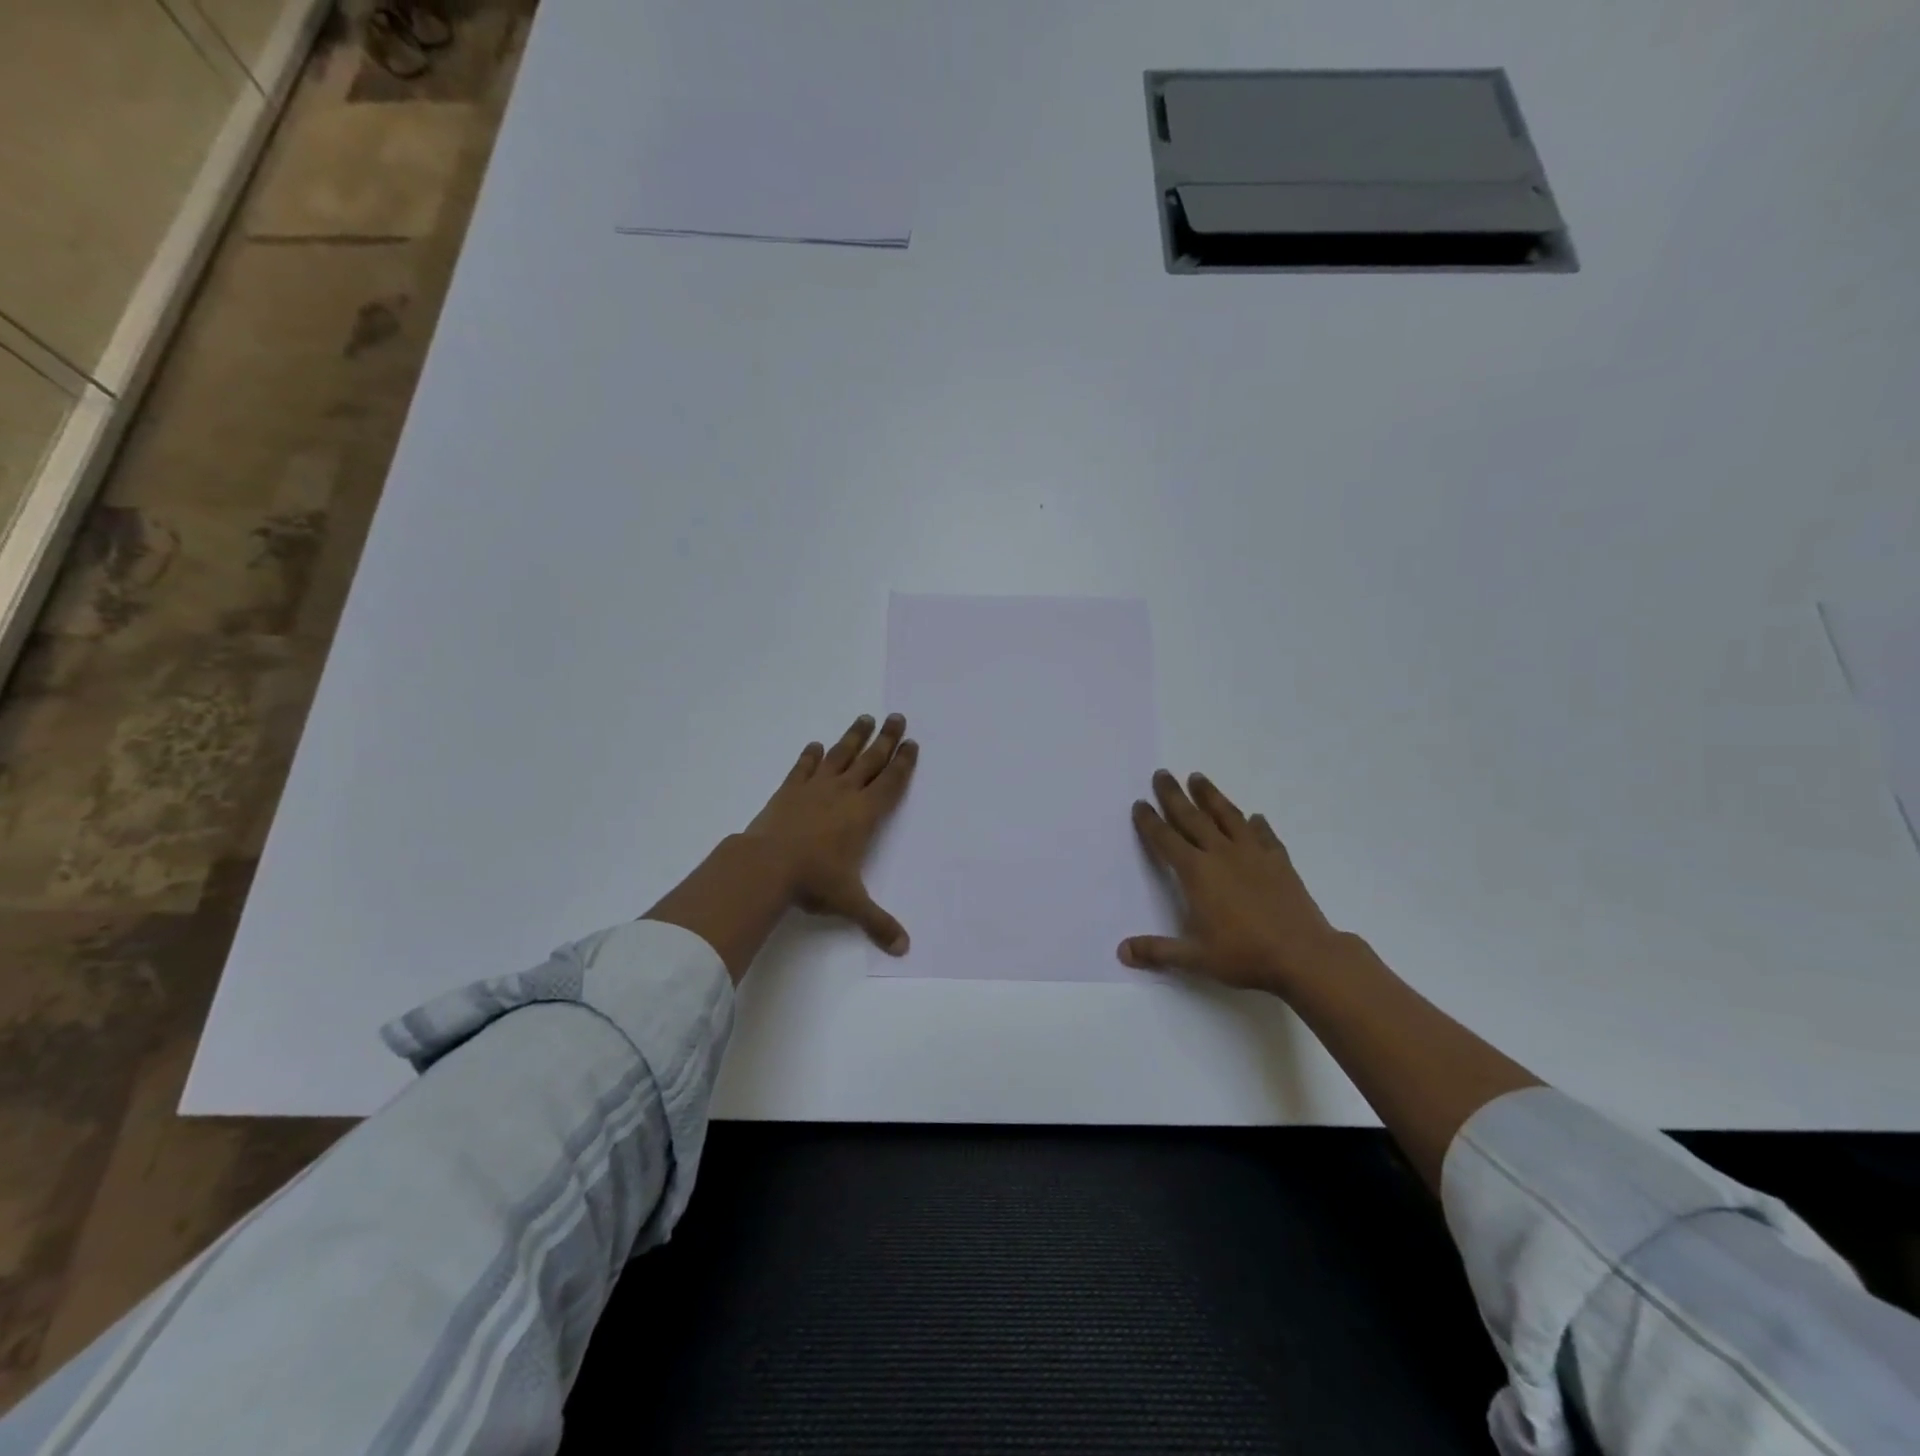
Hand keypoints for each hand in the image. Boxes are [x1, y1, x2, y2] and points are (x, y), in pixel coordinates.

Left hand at [744, 712, 917, 953]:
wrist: (767, 865)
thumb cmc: (815, 881)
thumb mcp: (850, 903)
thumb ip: (878, 922)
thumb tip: (903, 948)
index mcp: (865, 814)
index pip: (891, 782)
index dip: (903, 762)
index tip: (911, 742)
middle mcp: (844, 793)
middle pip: (871, 759)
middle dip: (886, 738)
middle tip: (897, 716)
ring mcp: (815, 788)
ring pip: (840, 756)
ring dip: (853, 737)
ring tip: (864, 718)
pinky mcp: (789, 790)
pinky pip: (803, 767)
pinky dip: (810, 756)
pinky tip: (815, 745)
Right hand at [1120, 769, 1345, 994]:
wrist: (1304, 955)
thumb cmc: (1244, 955)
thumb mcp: (1195, 958)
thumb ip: (1157, 951)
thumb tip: (1122, 951)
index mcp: (1197, 873)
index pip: (1166, 840)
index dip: (1150, 822)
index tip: (1140, 803)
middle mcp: (1221, 854)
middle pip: (1192, 817)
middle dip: (1174, 795)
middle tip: (1162, 774)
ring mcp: (1253, 854)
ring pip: (1227, 816)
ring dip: (1211, 796)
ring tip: (1198, 777)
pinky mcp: (1279, 861)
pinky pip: (1264, 835)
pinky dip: (1257, 824)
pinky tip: (1255, 817)